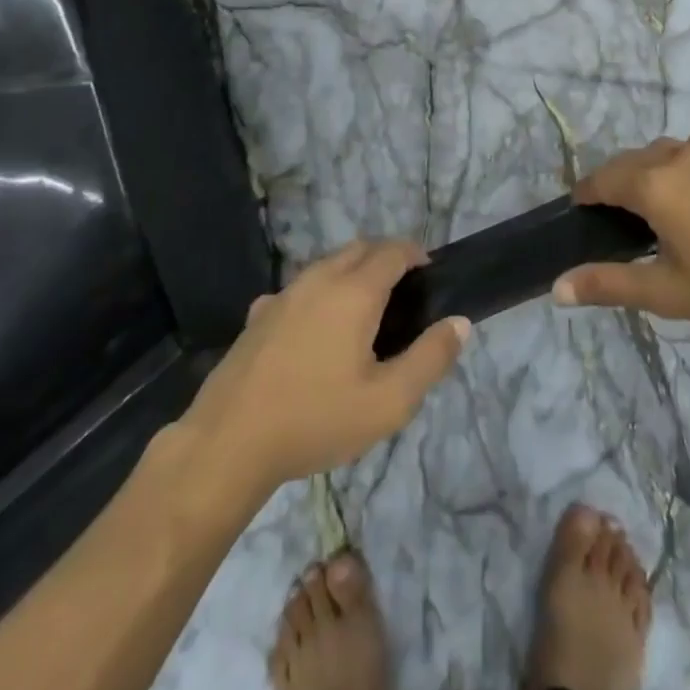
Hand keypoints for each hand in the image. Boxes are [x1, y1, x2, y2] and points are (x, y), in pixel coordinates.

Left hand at [183, 240, 468, 498]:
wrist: (229, 442)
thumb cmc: (316, 419)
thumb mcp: (389, 402)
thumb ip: (430, 358)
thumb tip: (460, 323)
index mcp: (354, 291)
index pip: (393, 250)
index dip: (416, 254)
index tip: (429, 275)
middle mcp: (318, 279)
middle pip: (359, 248)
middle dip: (386, 257)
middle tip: (403, 292)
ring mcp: (284, 294)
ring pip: (326, 264)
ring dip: (352, 271)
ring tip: (364, 310)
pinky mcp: (258, 314)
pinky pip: (299, 288)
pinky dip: (319, 293)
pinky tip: (315, 331)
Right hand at [554, 125, 689, 328]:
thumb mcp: (666, 292)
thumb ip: (608, 285)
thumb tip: (557, 288)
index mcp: (650, 186)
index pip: (600, 180)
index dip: (585, 194)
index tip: (582, 211)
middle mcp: (674, 156)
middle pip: (628, 161)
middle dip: (614, 181)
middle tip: (615, 214)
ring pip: (663, 148)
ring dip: (649, 166)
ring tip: (655, 196)